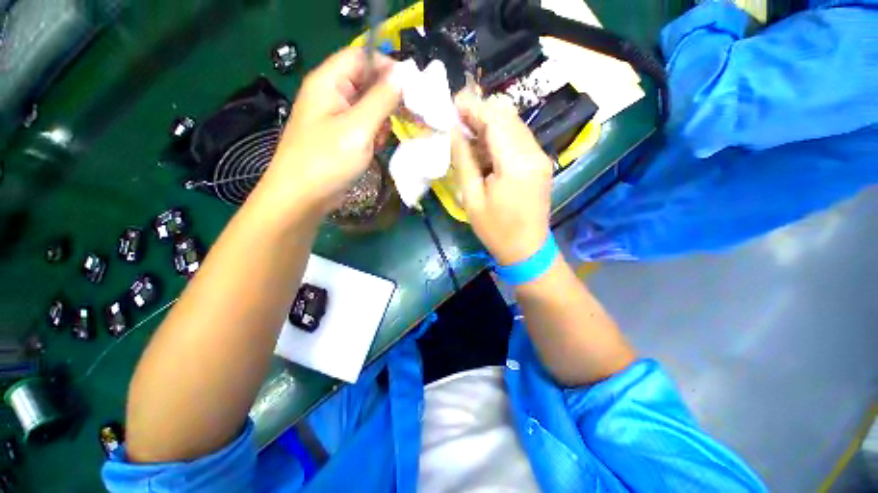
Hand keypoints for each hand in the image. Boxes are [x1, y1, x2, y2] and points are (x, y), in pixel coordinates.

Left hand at [256, 47, 401, 214]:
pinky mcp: (340, 136)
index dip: (388, 67)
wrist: (302, 197)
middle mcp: (331, 94)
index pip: (362, 56)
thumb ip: (381, 99)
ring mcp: (335, 116)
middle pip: (366, 81)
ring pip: (367, 106)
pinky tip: (375, 147)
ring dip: (381, 119)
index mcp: (329, 81)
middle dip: (388, 98)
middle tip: (407, 116)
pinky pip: (363, 125)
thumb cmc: (327, 160)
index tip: (412, 88)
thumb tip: (403, 74)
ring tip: (383, 138)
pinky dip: (374, 133)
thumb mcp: (358, 128)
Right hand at [451, 93, 553, 264]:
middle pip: (507, 116)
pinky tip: (483, 148)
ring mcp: (541, 157)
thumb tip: (454, 132)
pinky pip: (519, 139)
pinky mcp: (540, 163)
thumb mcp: (472, 198)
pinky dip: (499, 136)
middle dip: (480, 112)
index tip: (452, 104)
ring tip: (466, 134)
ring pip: (514, 125)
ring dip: (489, 124)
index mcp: (516, 164)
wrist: (527, 249)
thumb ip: (463, 161)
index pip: (495, 119)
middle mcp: (534, 153)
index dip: (473, 107)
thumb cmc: (495, 230)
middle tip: (456, 120)